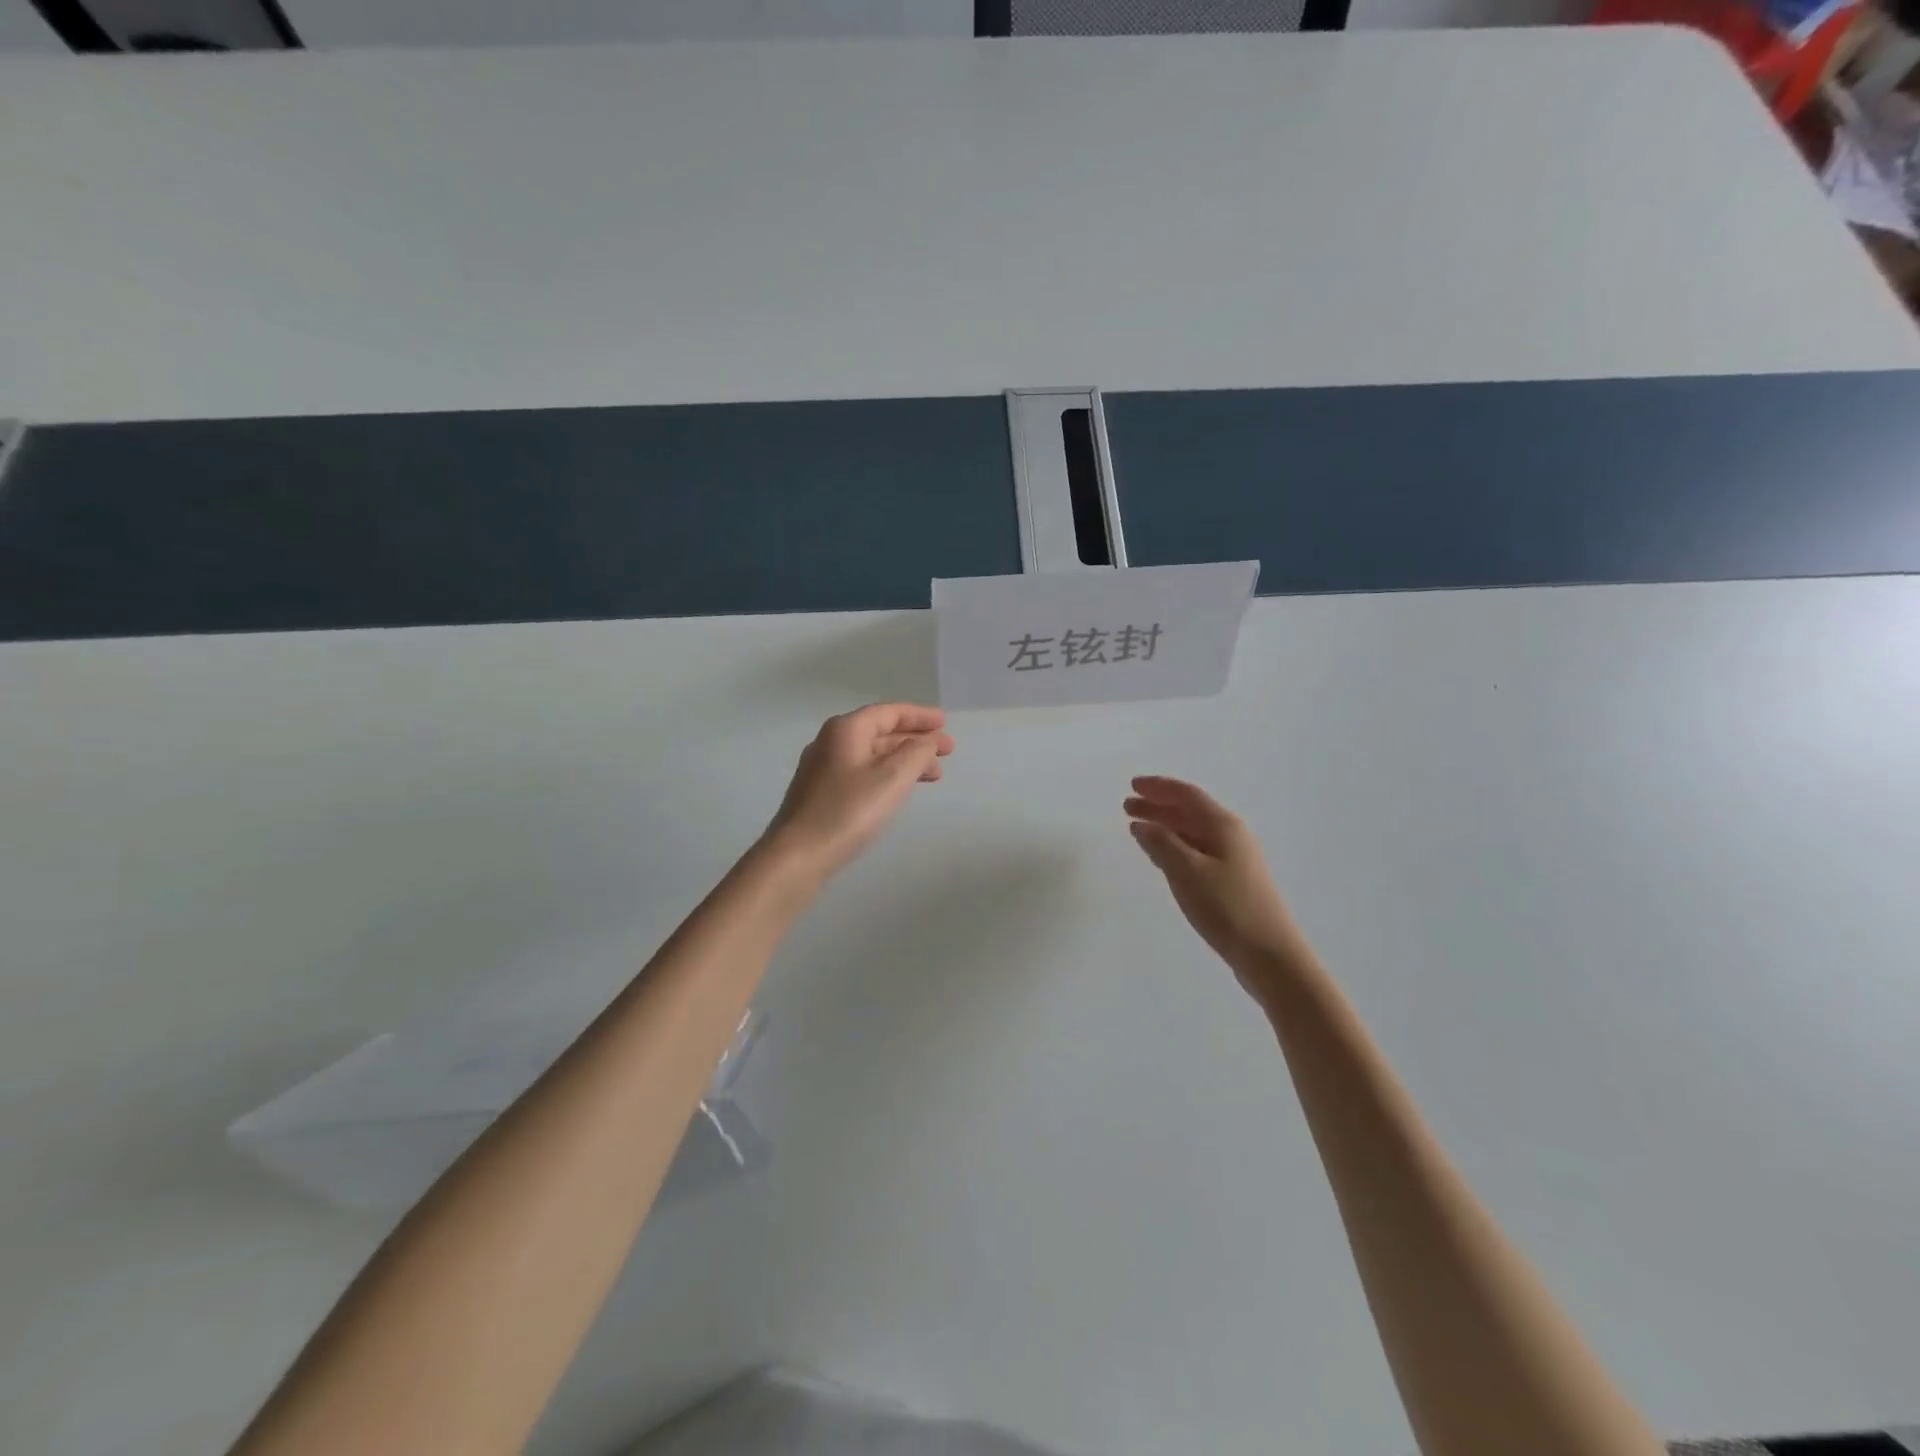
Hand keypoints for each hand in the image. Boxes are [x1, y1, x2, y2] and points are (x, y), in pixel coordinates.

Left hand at [762, 704, 954, 880]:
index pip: (889, 712)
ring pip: (872, 755)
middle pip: (881, 732)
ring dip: (904, 760)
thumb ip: (916, 753)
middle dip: (916, 740)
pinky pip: (862, 772)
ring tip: (933, 775)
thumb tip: (926, 741)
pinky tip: (900, 790)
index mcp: (846, 730)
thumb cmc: (848, 811)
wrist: (798, 855)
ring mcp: (823, 769)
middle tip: (947, 751)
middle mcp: (831, 742)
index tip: (945, 722)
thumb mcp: (892, 778)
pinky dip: (887, 775)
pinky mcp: (821, 794)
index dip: (920, 716)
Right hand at [1125, 776, 1316, 1002]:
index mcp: (1223, 826)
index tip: (1132, 784)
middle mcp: (1231, 836)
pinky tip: (1162, 856)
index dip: (1158, 787)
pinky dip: (1175, 846)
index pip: (1187, 795)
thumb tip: (1142, 824)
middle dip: (1158, 806)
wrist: (1270, 955)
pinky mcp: (1232, 881)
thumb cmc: (1227, 908)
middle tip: (1128, 806)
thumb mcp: (1187, 872)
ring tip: (1137, 827)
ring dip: (1164, 826)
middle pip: (1189, 811)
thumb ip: (1161, 844)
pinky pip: (1197, 851)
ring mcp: (1234, 859)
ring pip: (1192, 832)